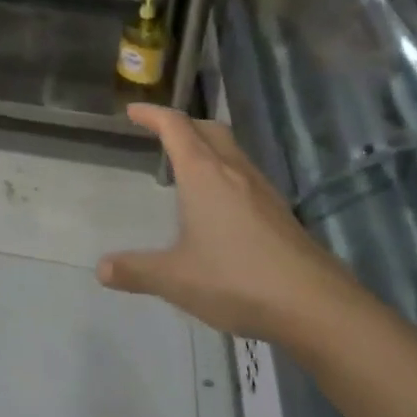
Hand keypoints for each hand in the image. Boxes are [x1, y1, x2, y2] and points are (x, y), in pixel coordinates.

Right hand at [98, 104, 358, 342]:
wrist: (315, 305)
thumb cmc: (236, 280)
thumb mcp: (175, 279)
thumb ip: (137, 271)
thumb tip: (102, 269)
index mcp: (204, 174)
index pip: (175, 126)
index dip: (152, 114)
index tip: (133, 112)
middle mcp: (234, 171)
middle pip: (208, 129)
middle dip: (184, 125)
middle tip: (162, 135)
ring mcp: (263, 190)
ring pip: (232, 151)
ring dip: (208, 148)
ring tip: (189, 170)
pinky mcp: (281, 212)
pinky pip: (246, 177)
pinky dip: (226, 174)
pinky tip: (221, 207)